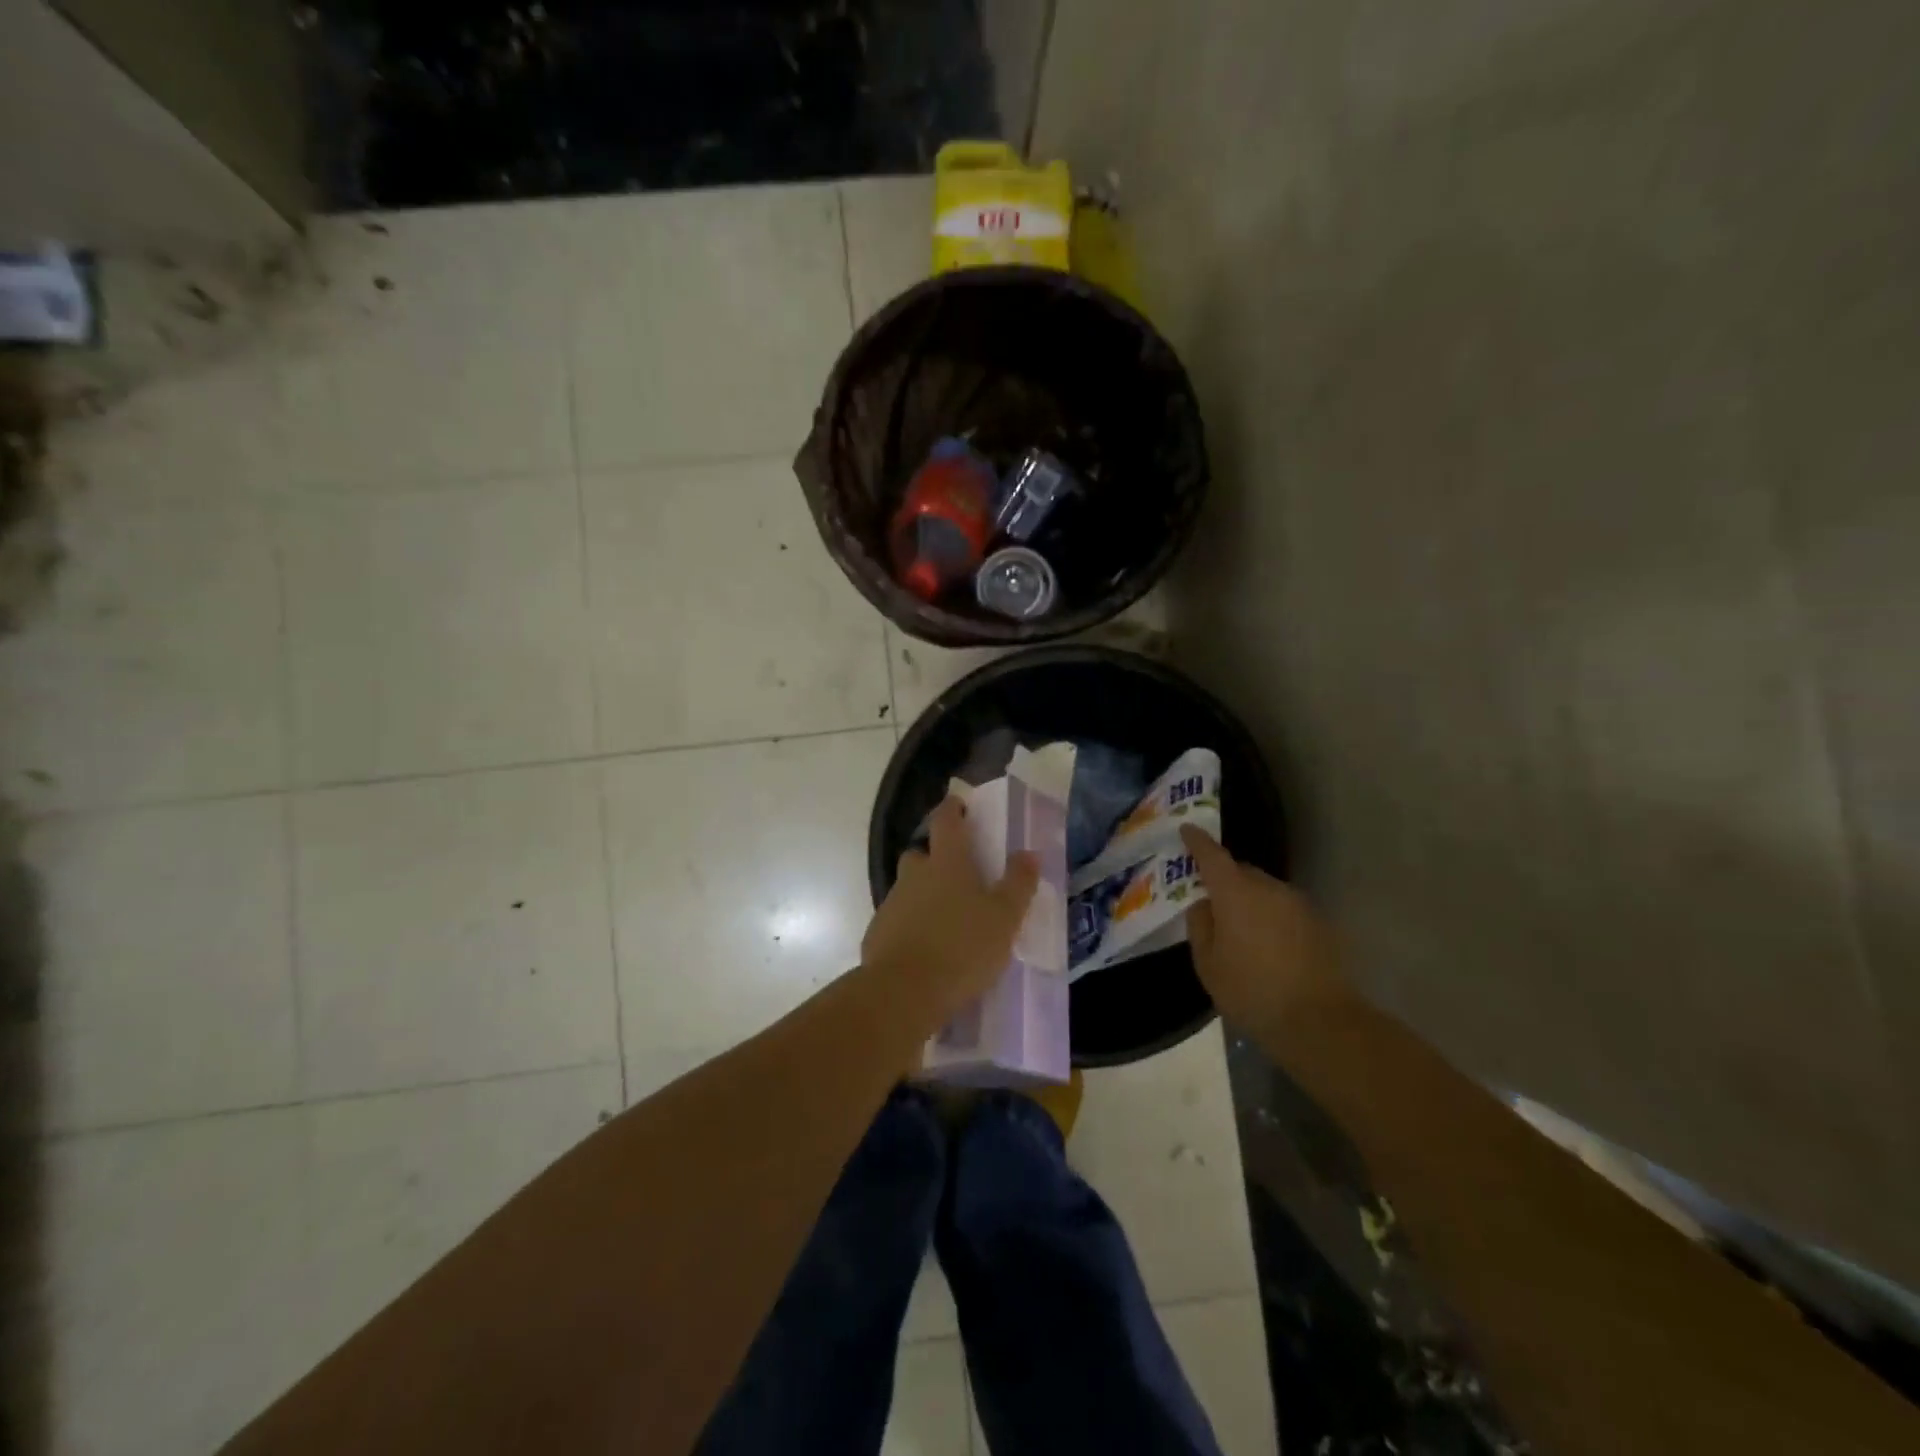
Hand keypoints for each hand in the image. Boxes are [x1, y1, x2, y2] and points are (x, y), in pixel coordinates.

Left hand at [862, 796, 1039, 1019]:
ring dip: (923, 894)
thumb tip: (1028, 853)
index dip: (952, 809)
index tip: (958, 805)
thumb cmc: (963, 948)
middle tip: (956, 874)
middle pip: (921, 854)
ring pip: (908, 888)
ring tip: (946, 919)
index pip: (946, 821)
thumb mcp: (1005, 918)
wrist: (904, 992)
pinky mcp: (878, 934)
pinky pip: (897, 920)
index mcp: (947, 864)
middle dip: (934, 857)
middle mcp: (915, 876)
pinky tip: (925, 948)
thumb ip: (1019, 884)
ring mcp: (892, 904)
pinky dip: (910, 925)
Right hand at [1180, 826, 1348, 1032]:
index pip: (1212, 855)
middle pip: (1241, 872)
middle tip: (1211, 901)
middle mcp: (1269, 888)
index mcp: (1236, 892)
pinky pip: (1284, 910)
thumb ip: (1200, 926)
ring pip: (1265, 891)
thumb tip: (1204, 905)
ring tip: (1240, 931)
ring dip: (1250, 901)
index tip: (1186, 830)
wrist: (1320, 1021)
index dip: (1197, 841)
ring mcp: (1298, 904)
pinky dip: (1271, 918)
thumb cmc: (1251, 991)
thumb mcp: (1208, 963)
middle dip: (1224, 880)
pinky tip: (1267, 947)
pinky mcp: (1318, 923)